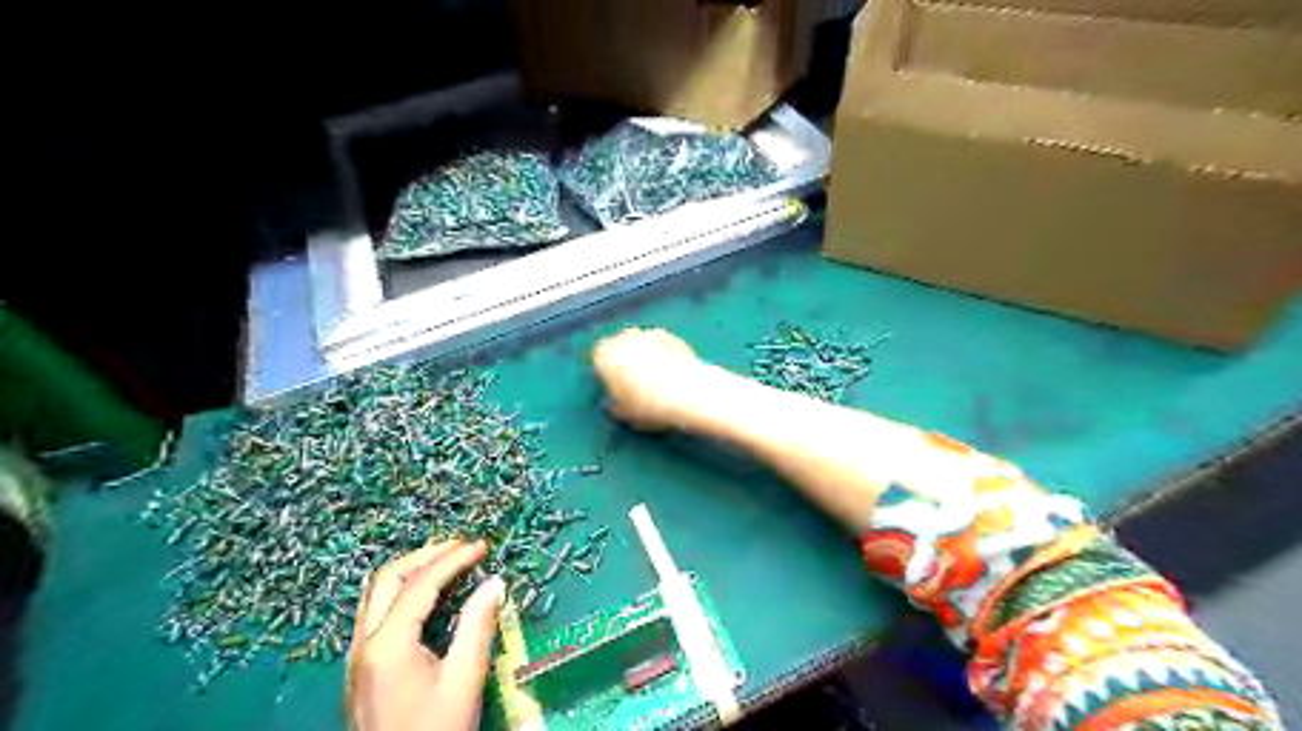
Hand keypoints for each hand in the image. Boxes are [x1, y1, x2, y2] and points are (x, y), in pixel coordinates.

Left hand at [344, 536, 505, 730]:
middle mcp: (363, 644)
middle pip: (387, 579)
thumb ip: (477, 627)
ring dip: (410, 571)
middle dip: (426, 556)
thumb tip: (495, 582)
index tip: (483, 546)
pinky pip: (375, 613)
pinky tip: (426, 599)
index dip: (454, 559)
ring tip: (445, 562)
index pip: (421, 584)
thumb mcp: (464, 681)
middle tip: (462, 547)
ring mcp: (356, 658)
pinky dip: (401, 592)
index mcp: (387, 645)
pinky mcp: (360, 670)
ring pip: (375, 594)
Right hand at [593, 328, 708, 429]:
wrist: (687, 392)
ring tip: (656, 378)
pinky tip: (672, 372)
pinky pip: (661, 345)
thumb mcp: (622, 414)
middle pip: (619, 346)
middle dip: (624, 359)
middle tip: (635, 382)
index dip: (606, 373)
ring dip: (644, 355)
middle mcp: (623, 337)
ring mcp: (649, 333)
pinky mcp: (672, 335)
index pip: (598, 358)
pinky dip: (663, 354)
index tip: (615, 388)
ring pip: (640, 343)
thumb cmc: (647, 406)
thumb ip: (613, 404)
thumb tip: (614, 402)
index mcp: (604, 355)